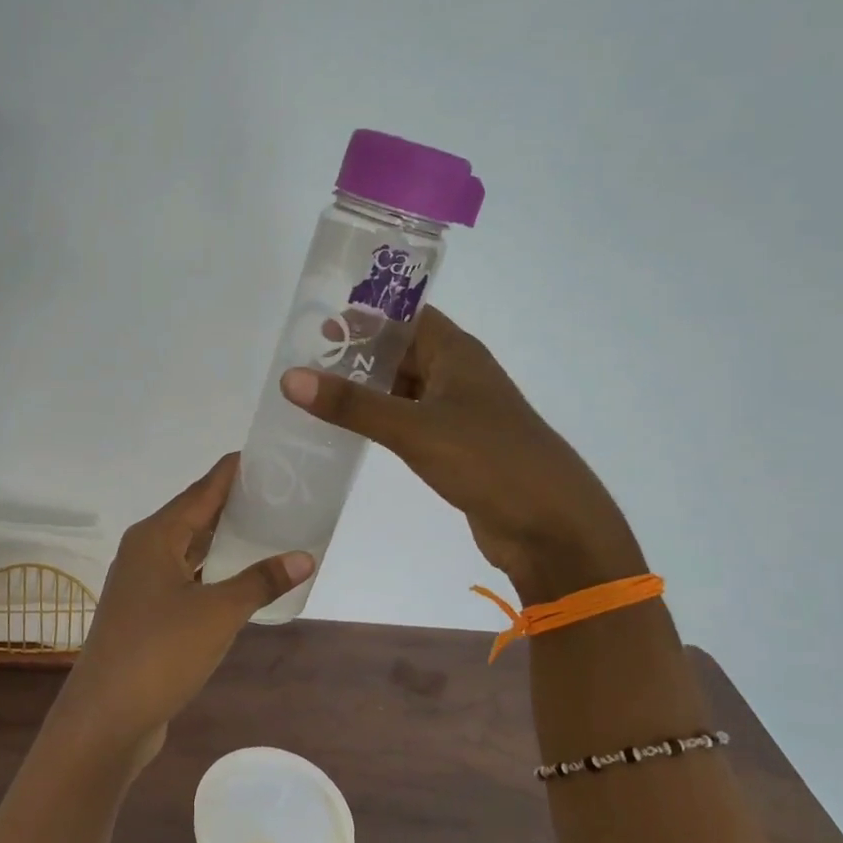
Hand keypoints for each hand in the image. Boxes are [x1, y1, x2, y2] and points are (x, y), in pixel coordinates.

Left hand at [52, 454, 312, 767]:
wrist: (106, 717)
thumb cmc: (160, 652)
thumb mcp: (218, 613)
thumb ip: (260, 581)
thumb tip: (304, 557)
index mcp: (156, 537)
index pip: (202, 490)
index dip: (233, 472)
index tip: (267, 455)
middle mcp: (145, 552)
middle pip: (195, 516)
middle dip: (234, 504)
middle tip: (280, 493)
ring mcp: (142, 585)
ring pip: (190, 549)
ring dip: (224, 541)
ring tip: (268, 529)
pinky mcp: (146, 614)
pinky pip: (187, 578)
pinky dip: (214, 573)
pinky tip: (241, 579)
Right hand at [280, 306, 644, 602]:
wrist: (551, 526)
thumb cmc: (489, 461)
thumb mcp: (415, 428)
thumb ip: (353, 405)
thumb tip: (291, 378)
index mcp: (458, 354)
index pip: (407, 317)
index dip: (366, 315)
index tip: (317, 325)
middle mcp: (459, 376)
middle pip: (403, 352)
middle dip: (359, 354)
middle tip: (304, 363)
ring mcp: (459, 414)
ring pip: (405, 389)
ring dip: (367, 390)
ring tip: (316, 395)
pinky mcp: (456, 448)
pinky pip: (410, 423)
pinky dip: (381, 422)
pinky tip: (350, 433)